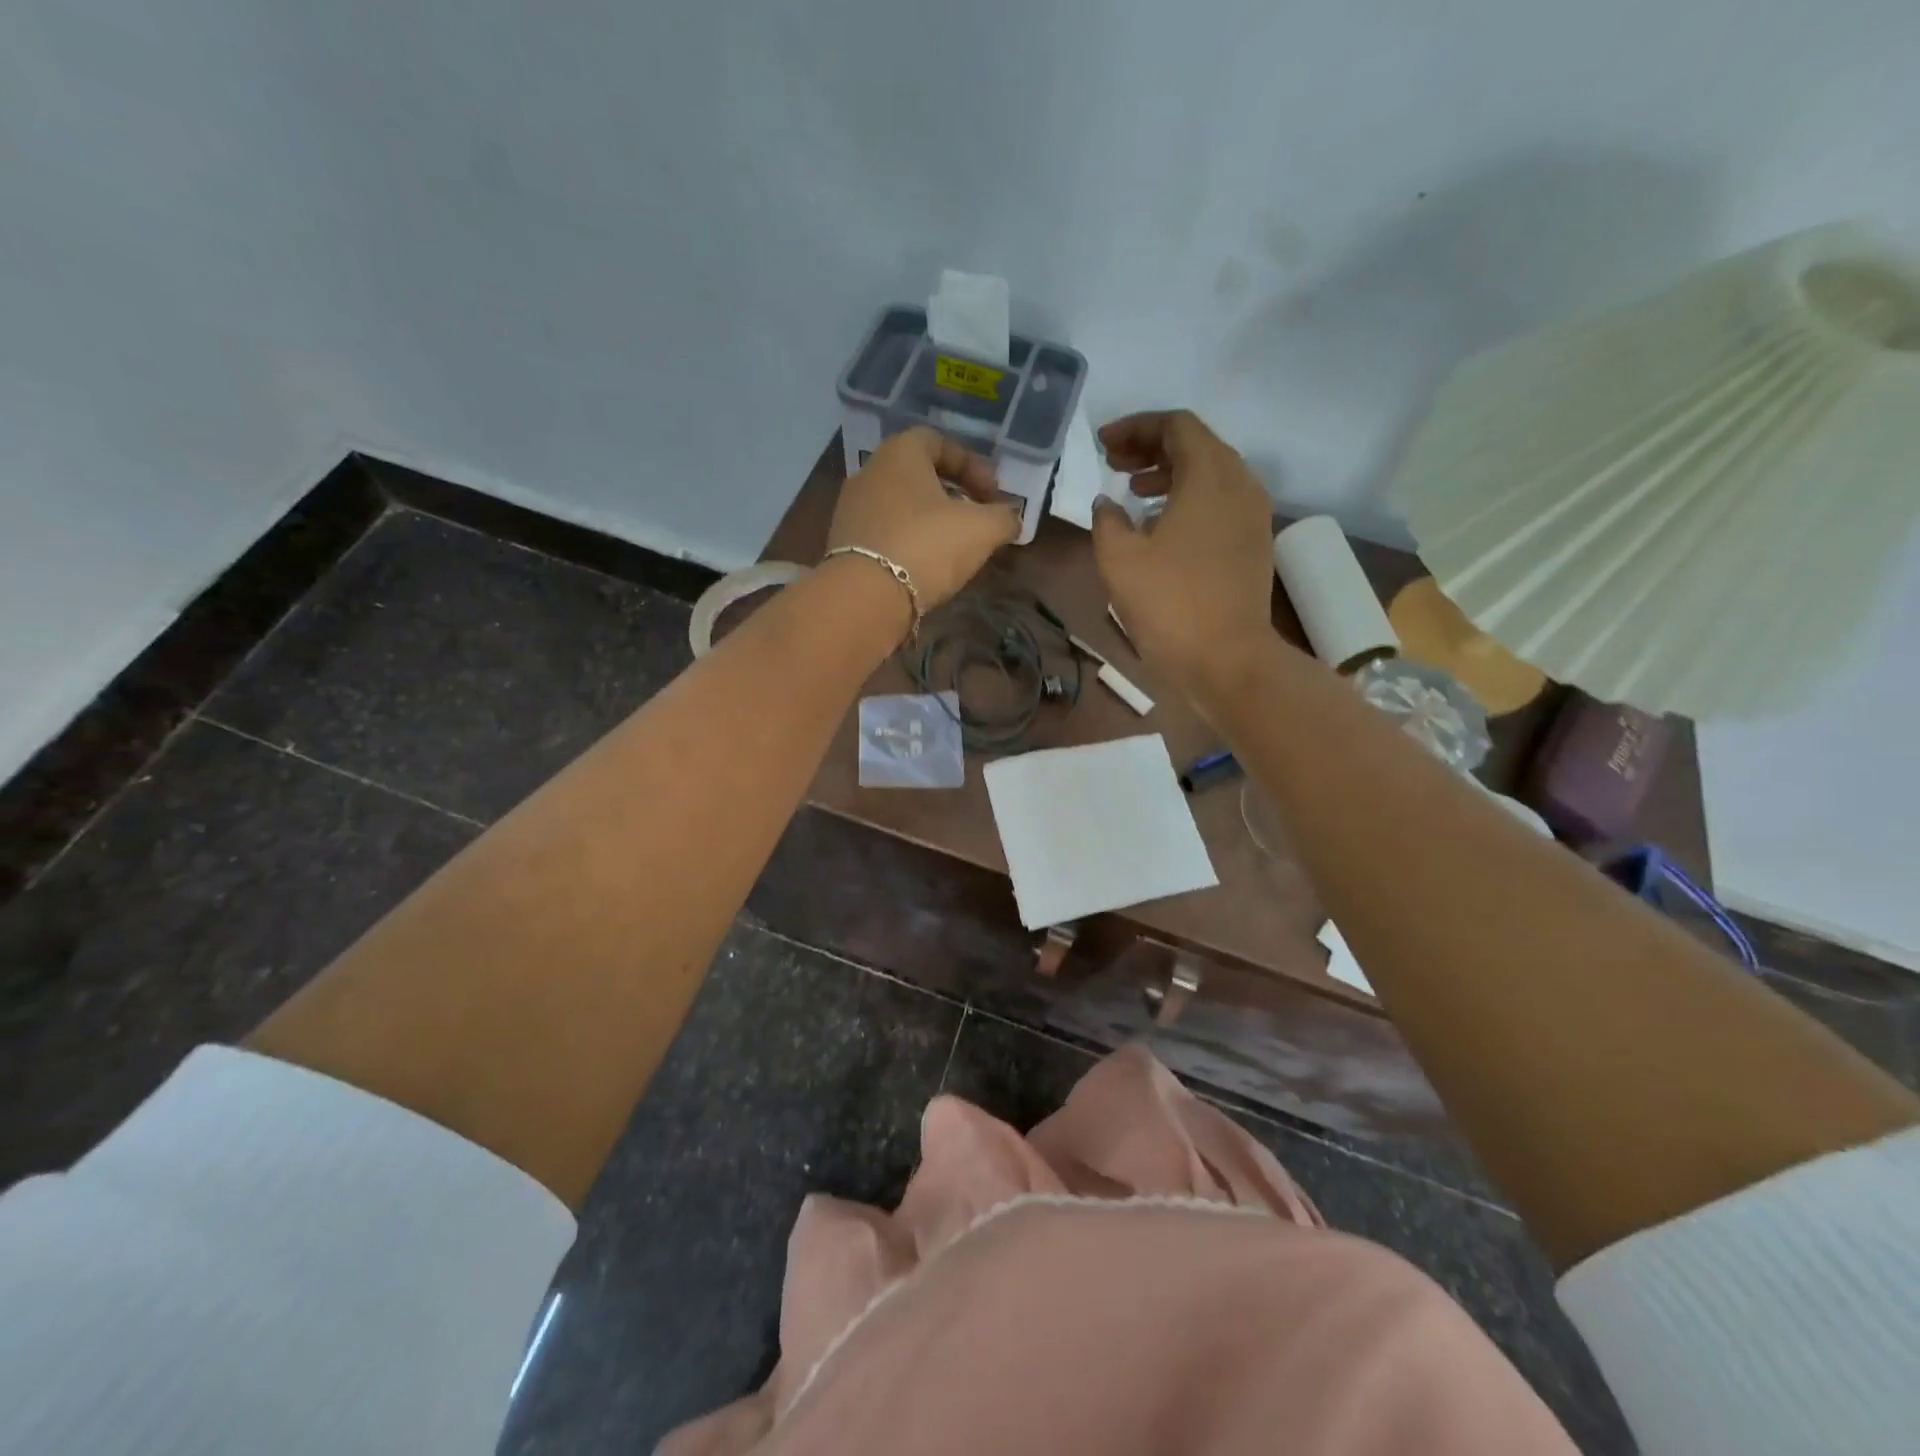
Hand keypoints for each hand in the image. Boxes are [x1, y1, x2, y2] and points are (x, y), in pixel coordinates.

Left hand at [827, 428, 1020, 612]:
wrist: (865, 597)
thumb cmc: (927, 545)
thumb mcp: (982, 529)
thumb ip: (1003, 518)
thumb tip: (1012, 519)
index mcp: (900, 453)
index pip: (938, 442)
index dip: (972, 465)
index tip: (993, 494)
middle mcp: (869, 472)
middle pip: (917, 474)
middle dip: (951, 494)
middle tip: (975, 519)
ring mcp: (851, 508)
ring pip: (900, 505)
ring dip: (928, 520)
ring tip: (953, 546)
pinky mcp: (843, 544)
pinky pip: (884, 532)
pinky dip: (907, 541)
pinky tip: (924, 565)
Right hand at [1091, 410, 1276, 692]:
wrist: (1228, 659)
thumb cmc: (1170, 604)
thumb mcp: (1119, 559)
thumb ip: (1106, 520)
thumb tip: (1107, 504)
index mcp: (1210, 476)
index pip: (1176, 425)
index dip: (1135, 428)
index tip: (1102, 446)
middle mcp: (1241, 484)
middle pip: (1197, 444)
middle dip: (1151, 447)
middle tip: (1113, 465)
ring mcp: (1253, 515)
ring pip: (1211, 473)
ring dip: (1170, 473)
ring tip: (1133, 492)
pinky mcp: (1254, 543)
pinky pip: (1220, 501)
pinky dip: (1189, 498)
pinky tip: (1161, 526)